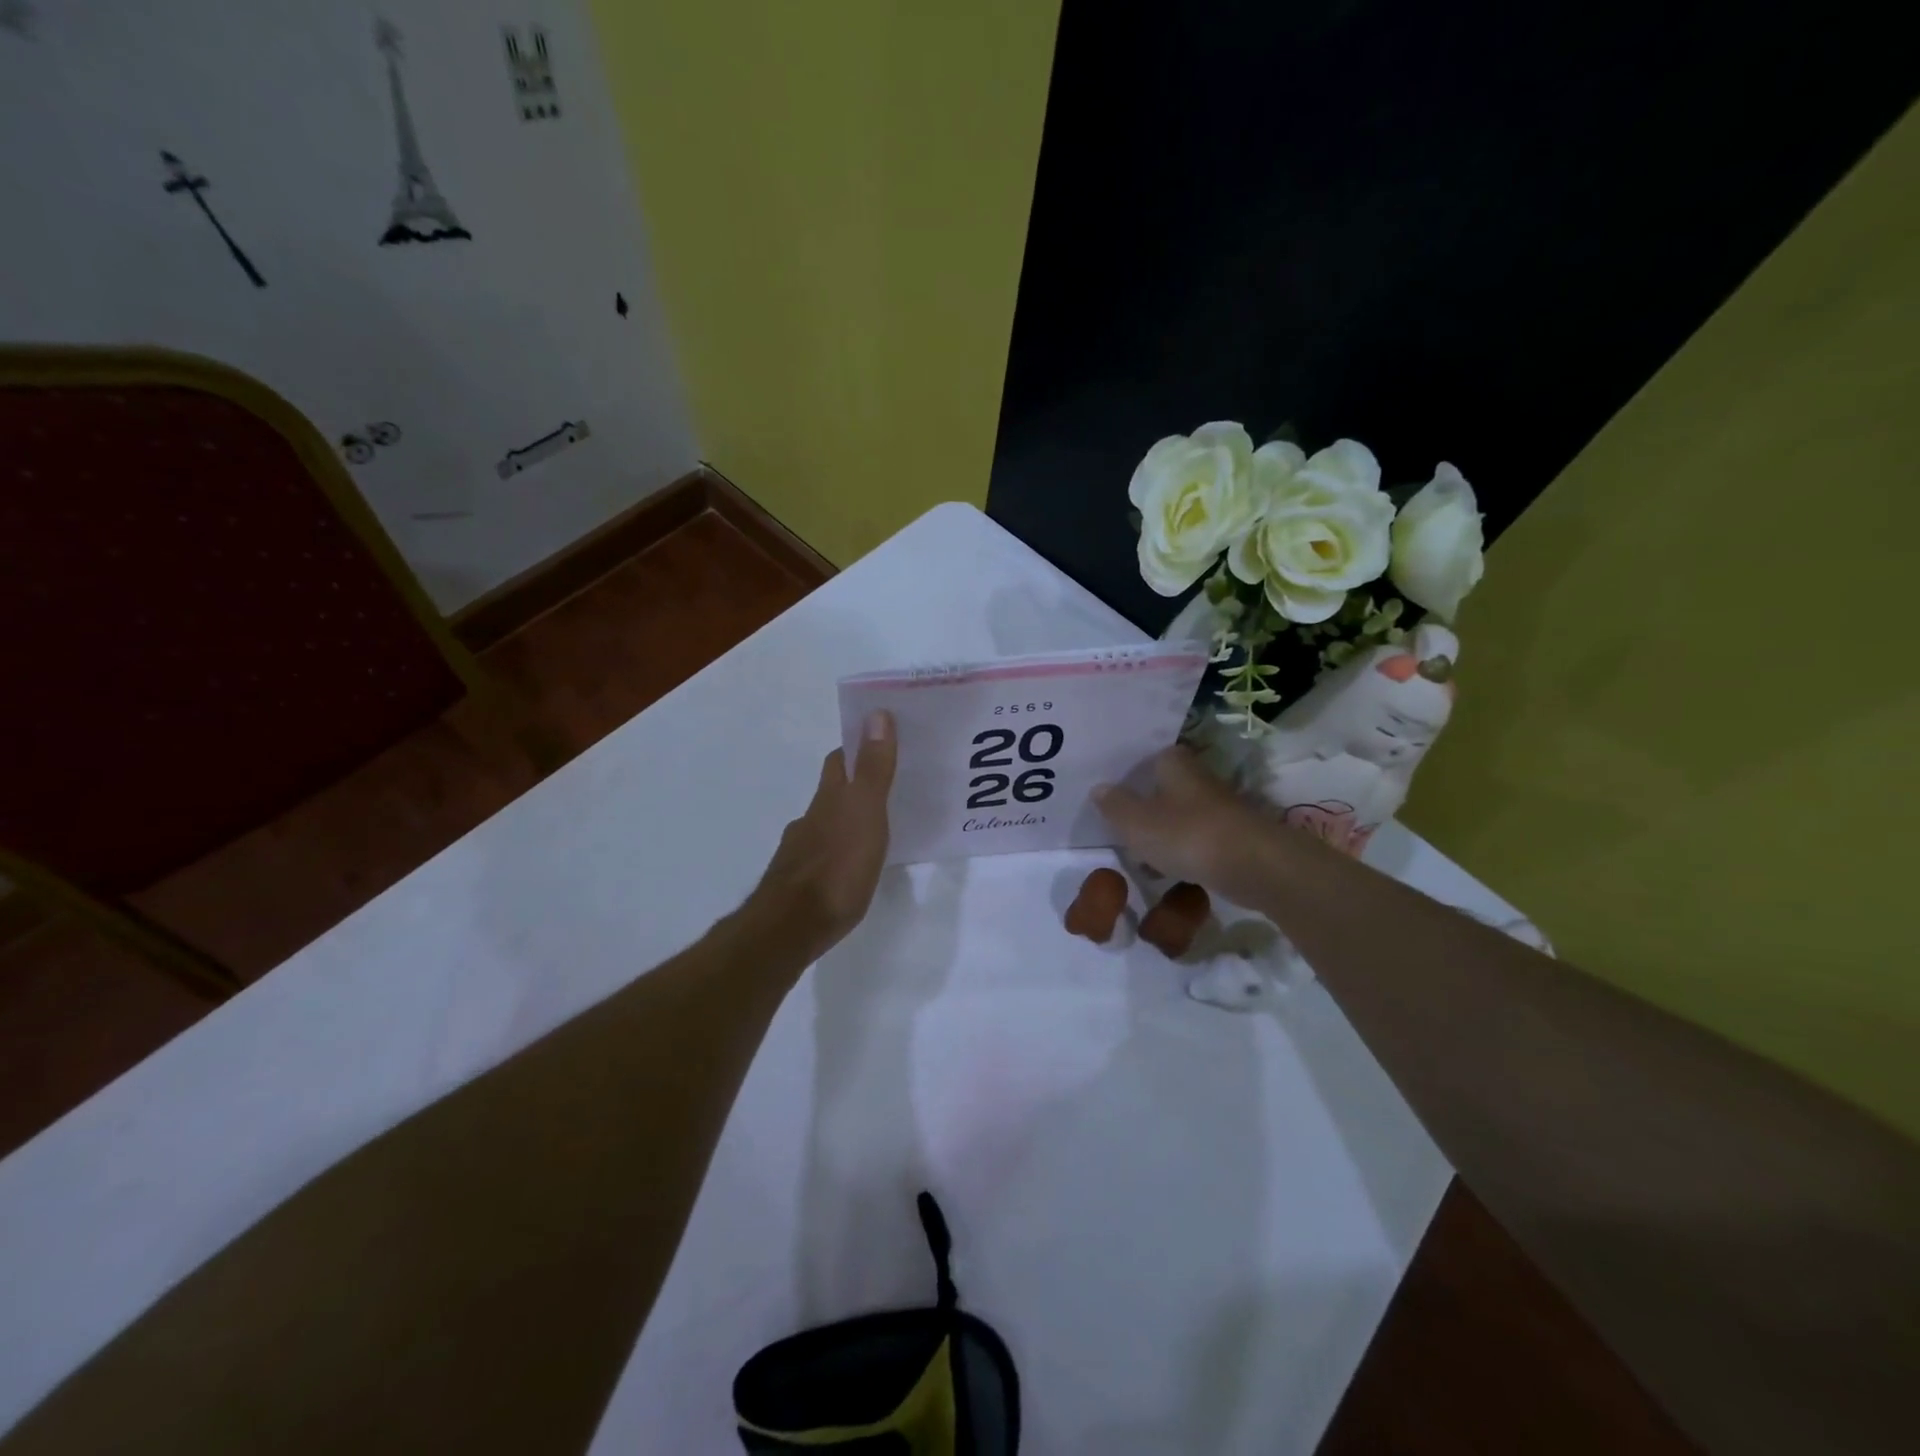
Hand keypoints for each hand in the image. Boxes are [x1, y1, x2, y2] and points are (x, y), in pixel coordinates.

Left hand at [744, 711, 897, 959]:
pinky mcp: (800, 884)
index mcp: (829, 799)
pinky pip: (823, 856)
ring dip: (845, 820)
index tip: (879, 742)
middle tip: (885, 784)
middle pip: (830, 792)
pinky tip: (851, 866)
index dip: (856, 747)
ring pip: (825, 825)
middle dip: (851, 784)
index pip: (839, 760)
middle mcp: (810, 819)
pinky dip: (838, 852)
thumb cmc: (837, 866)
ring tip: (875, 828)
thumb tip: (876, 713)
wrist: (791, 926)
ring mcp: (801, 852)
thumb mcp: (865, 812)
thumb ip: (873, 768)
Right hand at [1093, 747, 1280, 904]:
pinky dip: (1182, 851)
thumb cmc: (1186, 834)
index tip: (1111, 791)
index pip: (1149, 757)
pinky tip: (1167, 869)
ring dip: (1163, 830)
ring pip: (1181, 814)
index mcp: (1174, 764)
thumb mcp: (1136, 822)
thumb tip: (1099, 788)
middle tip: (1119, 823)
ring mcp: (1219, 808)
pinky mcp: (1233, 837)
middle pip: (1165, 787)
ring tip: (1137, 852)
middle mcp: (1198, 778)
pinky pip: (1197, 840)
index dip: (1130, 773)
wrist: (1253, 866)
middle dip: (1145, 804)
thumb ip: (1114, 805)